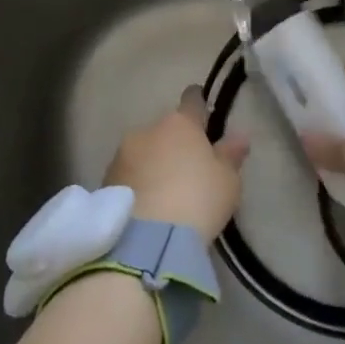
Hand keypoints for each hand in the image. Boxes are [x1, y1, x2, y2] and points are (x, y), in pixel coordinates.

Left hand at [104, 88, 249, 242]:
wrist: (146, 242)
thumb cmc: (197, 201)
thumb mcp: (227, 181)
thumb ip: (230, 155)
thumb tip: (239, 135)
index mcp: (180, 124)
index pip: (191, 101)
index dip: (198, 103)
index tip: (202, 107)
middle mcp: (147, 131)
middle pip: (164, 130)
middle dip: (173, 143)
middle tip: (186, 166)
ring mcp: (121, 156)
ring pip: (142, 152)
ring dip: (152, 163)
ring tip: (164, 192)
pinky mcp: (105, 182)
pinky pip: (128, 176)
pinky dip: (137, 184)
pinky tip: (146, 205)